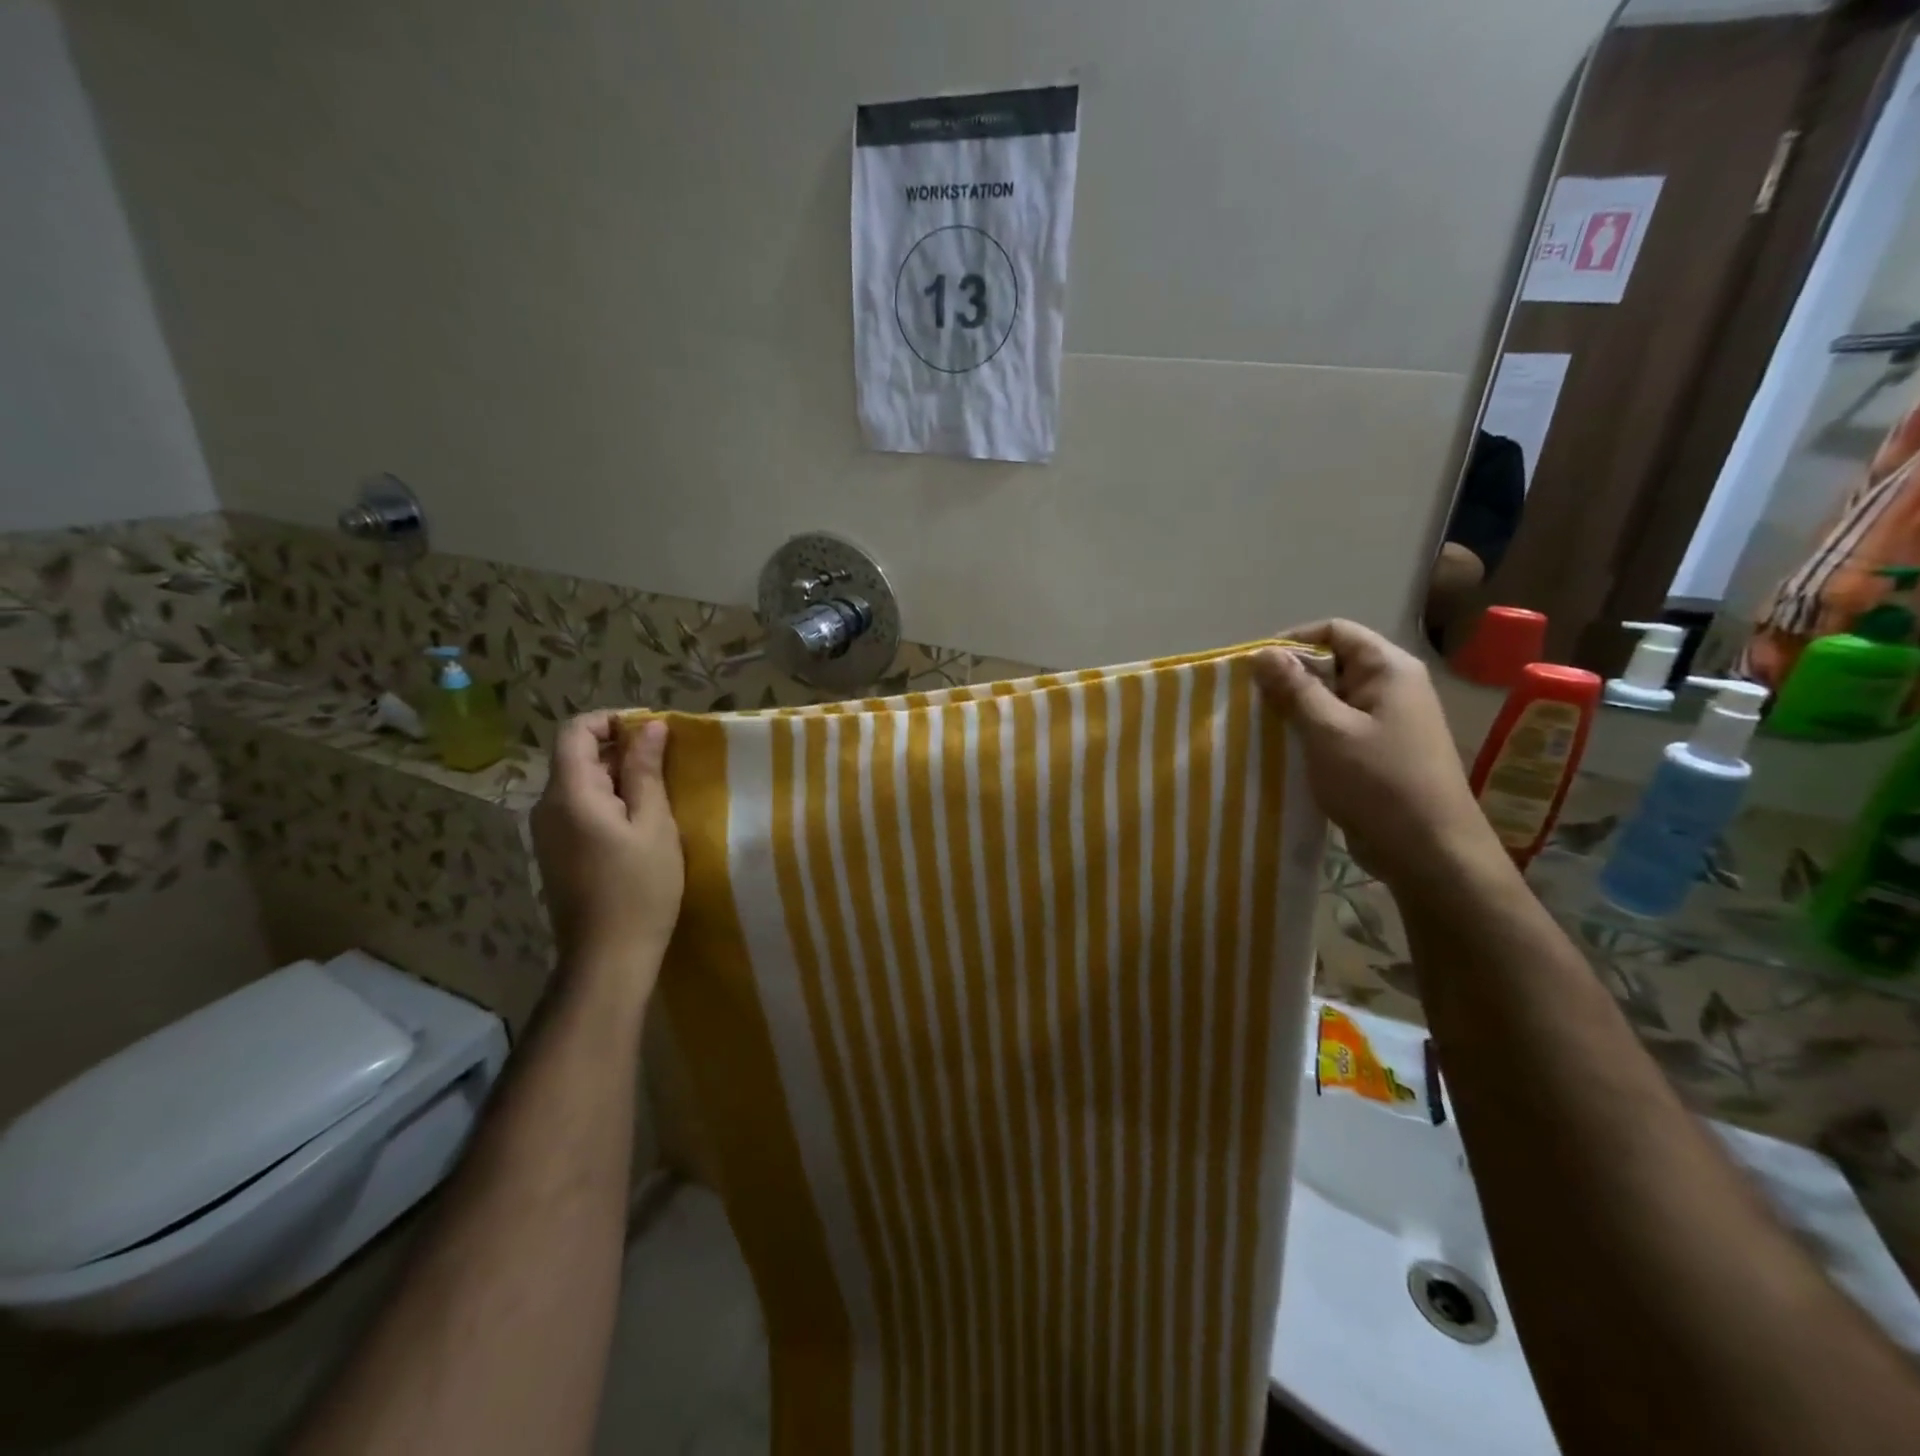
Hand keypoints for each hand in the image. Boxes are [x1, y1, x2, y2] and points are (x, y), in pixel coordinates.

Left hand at [531, 713, 684, 995]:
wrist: (608, 957)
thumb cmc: (639, 888)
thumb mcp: (654, 825)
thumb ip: (647, 771)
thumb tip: (650, 727)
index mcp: (570, 794)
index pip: (575, 731)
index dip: (612, 720)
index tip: (654, 730)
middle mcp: (548, 807)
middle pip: (577, 756)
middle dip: (621, 748)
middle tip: (669, 762)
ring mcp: (548, 832)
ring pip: (580, 783)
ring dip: (619, 776)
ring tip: (662, 791)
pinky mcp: (557, 853)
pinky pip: (580, 809)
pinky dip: (610, 801)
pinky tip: (642, 822)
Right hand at [1252, 620, 1502, 894]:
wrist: (1428, 851)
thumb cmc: (1378, 782)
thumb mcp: (1328, 731)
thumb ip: (1295, 689)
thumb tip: (1264, 652)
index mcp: (1388, 670)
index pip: (1335, 631)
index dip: (1293, 641)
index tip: (1255, 667)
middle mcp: (1391, 688)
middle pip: (1332, 663)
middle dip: (1289, 678)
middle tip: (1250, 700)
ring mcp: (1387, 721)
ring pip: (1331, 699)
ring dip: (1295, 710)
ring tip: (1259, 726)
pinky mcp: (1377, 752)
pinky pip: (1336, 728)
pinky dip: (1309, 734)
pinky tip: (1282, 751)